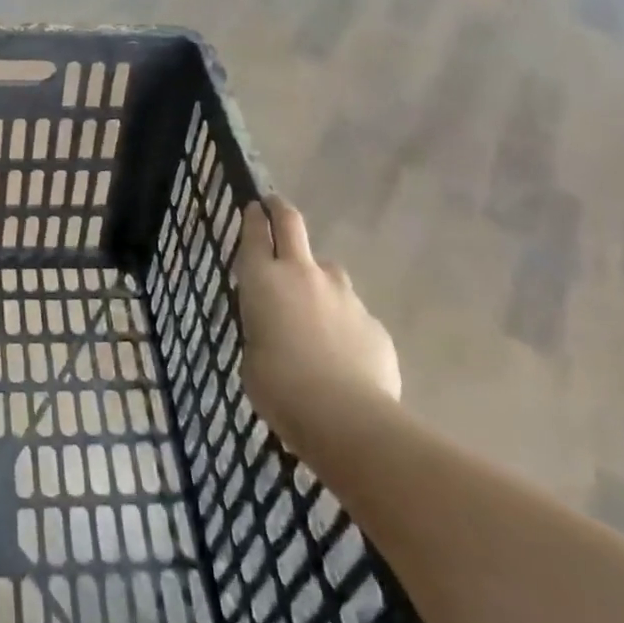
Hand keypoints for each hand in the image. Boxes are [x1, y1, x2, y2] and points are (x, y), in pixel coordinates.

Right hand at [236, 196, 399, 436]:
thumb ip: (262, 329)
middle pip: (292, 224)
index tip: (254, 207)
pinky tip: (341, 353)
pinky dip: (342, 322)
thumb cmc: (279, 386)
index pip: (255, 233)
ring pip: (328, 269)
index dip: (254, 216)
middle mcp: (302, 274)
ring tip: (312, 308)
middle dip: (281, 211)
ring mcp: (342, 294)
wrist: (345, 416)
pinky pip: (351, 312)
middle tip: (275, 206)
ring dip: (317, 277)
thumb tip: (276, 329)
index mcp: (262, 279)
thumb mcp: (252, 355)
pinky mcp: (371, 321)